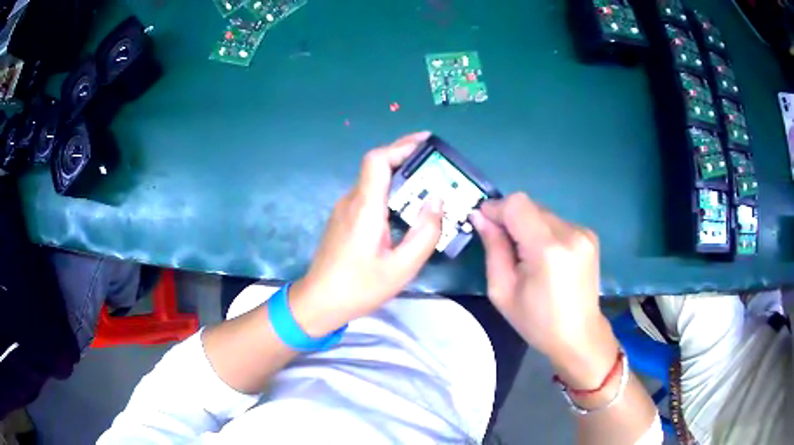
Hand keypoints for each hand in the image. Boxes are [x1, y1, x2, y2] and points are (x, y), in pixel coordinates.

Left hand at [290, 132, 442, 336]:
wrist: (318, 302)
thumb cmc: (359, 287)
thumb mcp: (402, 267)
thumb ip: (425, 233)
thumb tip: (438, 199)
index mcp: (365, 207)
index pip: (377, 160)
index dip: (401, 145)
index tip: (426, 141)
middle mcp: (351, 201)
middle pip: (376, 166)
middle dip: (406, 157)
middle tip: (435, 164)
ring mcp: (344, 209)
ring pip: (373, 181)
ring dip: (399, 176)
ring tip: (427, 185)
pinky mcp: (343, 219)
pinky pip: (369, 196)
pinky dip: (389, 191)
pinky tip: (405, 207)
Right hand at [471, 193, 617, 388]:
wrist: (579, 336)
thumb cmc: (537, 321)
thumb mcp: (502, 291)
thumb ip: (493, 248)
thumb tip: (480, 216)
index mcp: (548, 249)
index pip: (517, 205)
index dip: (496, 208)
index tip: (483, 222)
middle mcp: (570, 233)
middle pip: (530, 205)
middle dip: (510, 219)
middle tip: (503, 245)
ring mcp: (584, 232)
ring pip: (543, 213)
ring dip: (528, 225)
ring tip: (527, 256)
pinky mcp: (590, 235)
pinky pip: (557, 222)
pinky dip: (544, 232)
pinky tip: (546, 257)